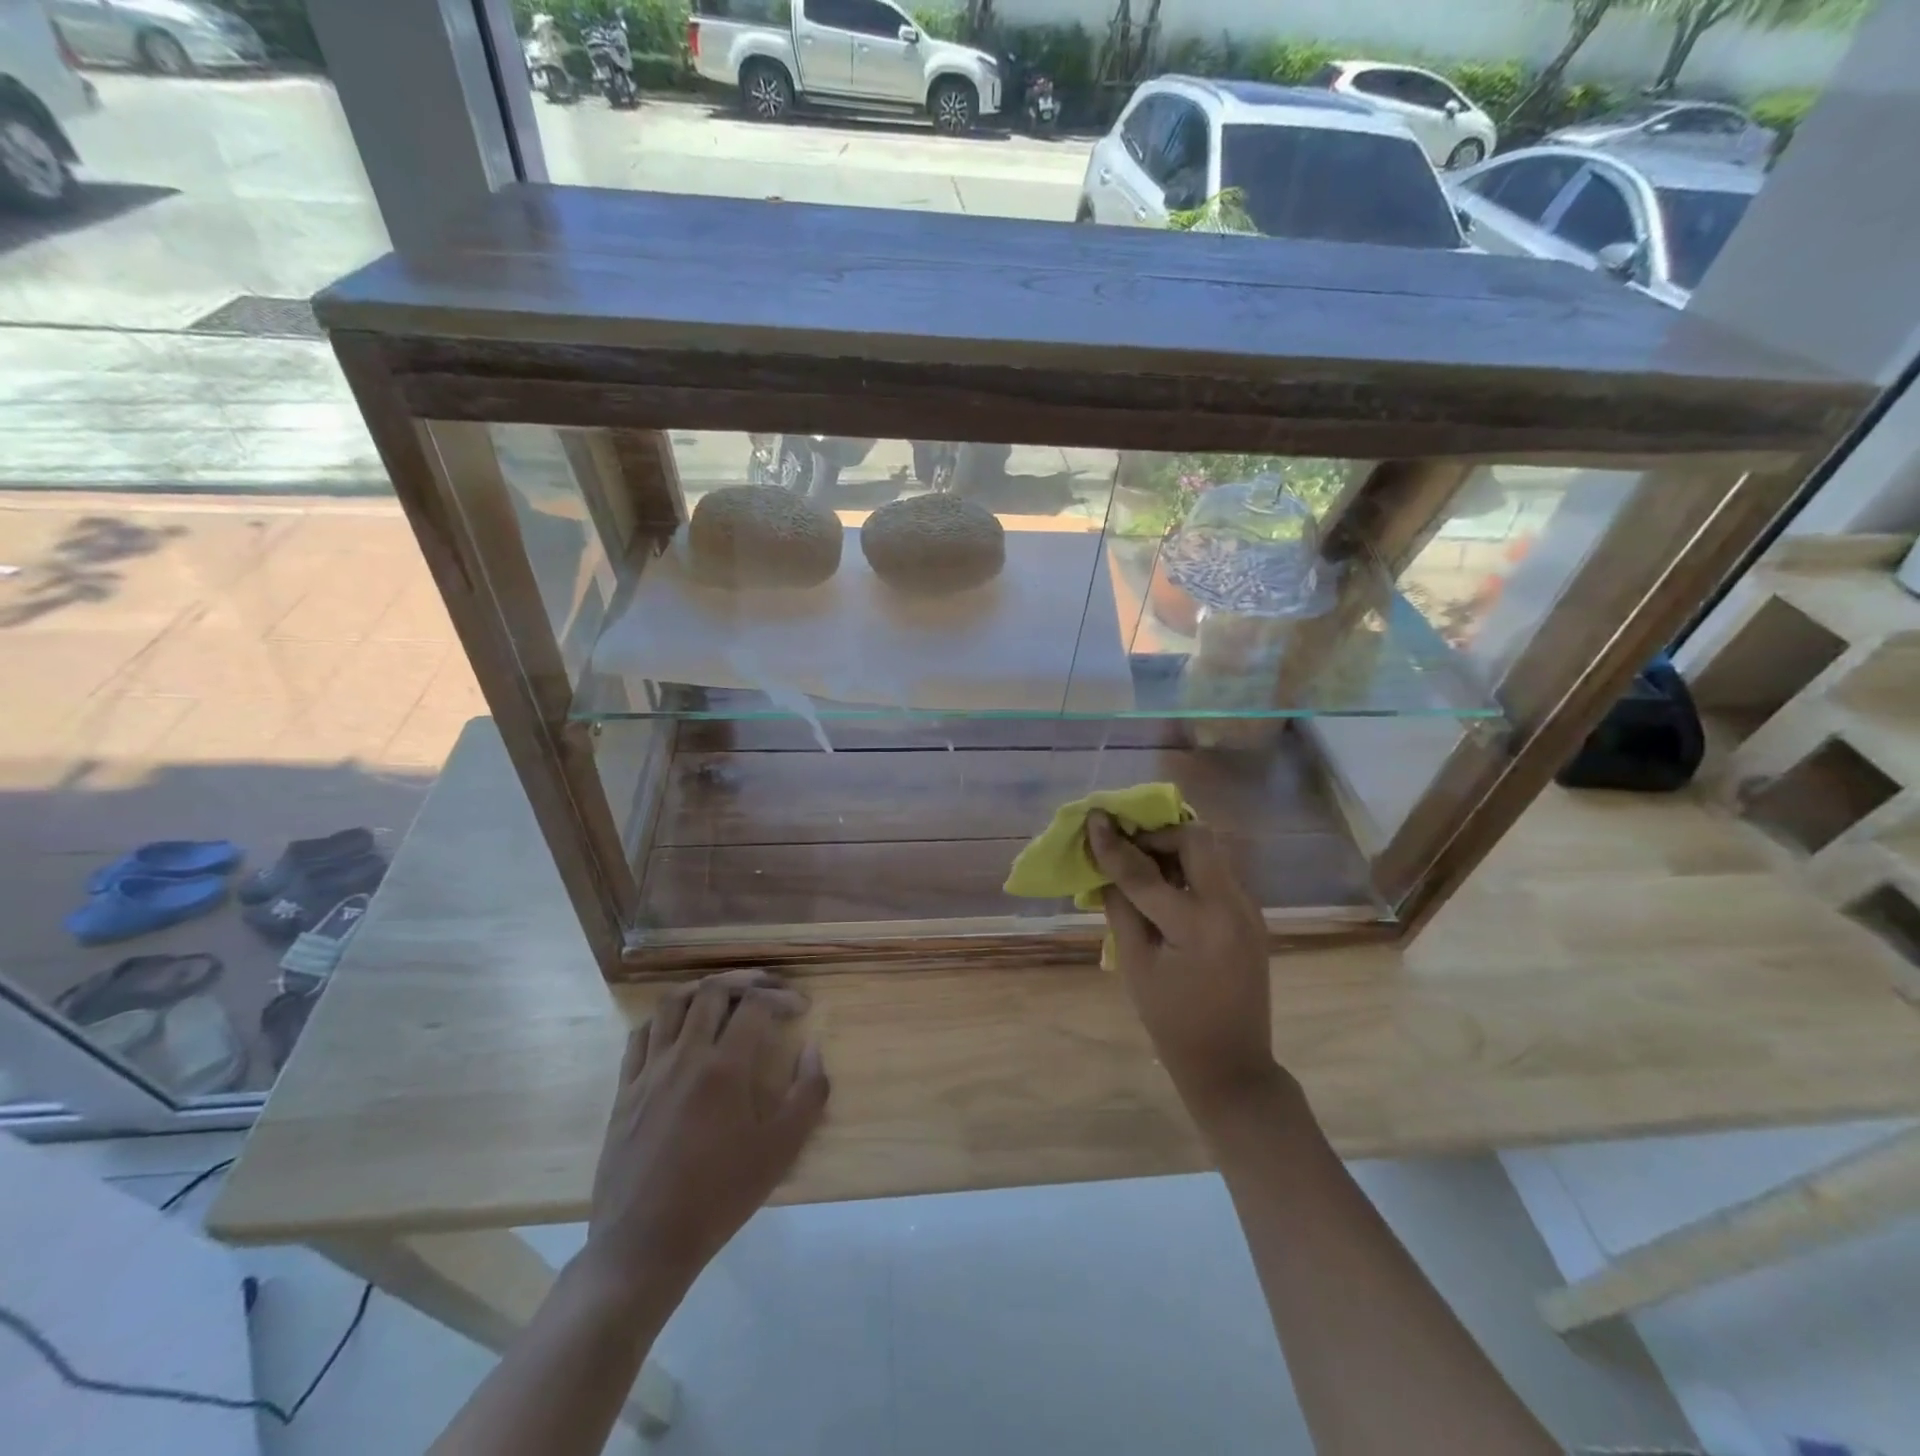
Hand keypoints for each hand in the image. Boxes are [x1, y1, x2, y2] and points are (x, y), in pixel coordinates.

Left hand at [582, 970, 829, 1302]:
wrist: (644, 1245)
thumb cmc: (719, 1197)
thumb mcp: (781, 1151)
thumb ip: (808, 1094)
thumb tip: (812, 1048)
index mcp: (724, 1068)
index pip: (755, 1005)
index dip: (781, 997)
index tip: (799, 1008)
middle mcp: (685, 1056)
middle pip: (712, 991)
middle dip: (745, 980)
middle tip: (767, 989)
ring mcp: (649, 1071)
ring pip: (671, 1003)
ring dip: (702, 989)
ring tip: (724, 995)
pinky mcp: (625, 1090)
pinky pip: (641, 1035)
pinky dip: (665, 1019)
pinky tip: (679, 1030)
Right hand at [1087, 812, 1283, 1124]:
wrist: (1232, 1065)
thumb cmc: (1173, 1023)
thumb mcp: (1135, 966)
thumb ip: (1120, 908)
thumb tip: (1105, 865)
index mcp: (1199, 924)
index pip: (1145, 871)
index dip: (1114, 844)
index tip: (1094, 818)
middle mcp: (1232, 906)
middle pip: (1196, 838)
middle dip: (1157, 834)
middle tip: (1127, 848)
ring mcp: (1247, 909)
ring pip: (1209, 853)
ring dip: (1173, 849)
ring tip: (1141, 867)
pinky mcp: (1250, 916)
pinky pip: (1216, 875)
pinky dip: (1187, 870)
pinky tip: (1165, 891)